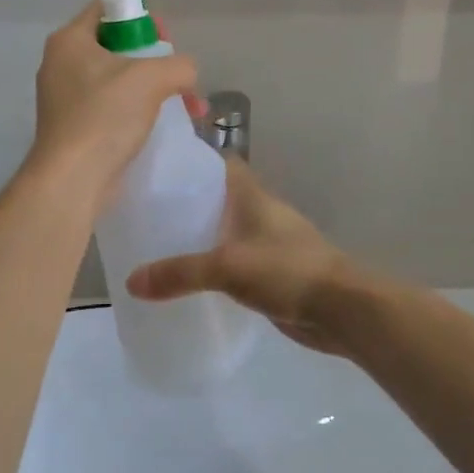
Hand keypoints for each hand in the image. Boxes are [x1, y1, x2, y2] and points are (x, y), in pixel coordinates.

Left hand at [28, 1, 198, 203]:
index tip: (165, 38)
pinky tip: (161, 124)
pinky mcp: (73, 126)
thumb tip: (186, 74)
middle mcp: (61, 62)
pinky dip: (136, 109)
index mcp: (69, 39)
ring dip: (150, 86)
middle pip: (115, 43)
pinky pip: (110, 105)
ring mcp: (64, 96)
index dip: (141, 15)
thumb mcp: (152, 78)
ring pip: (116, 77)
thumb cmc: (106, 116)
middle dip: (153, 56)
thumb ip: (179, 65)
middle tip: (175, 73)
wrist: (73, 180)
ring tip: (183, 104)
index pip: (107, 7)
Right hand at [127, 159, 372, 355]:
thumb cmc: (287, 270)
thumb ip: (180, 272)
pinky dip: (217, 268)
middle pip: (221, 199)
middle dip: (190, 204)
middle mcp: (261, 214)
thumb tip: (132, 281)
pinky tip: (192, 282)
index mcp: (253, 196)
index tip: (161, 169)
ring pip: (228, 233)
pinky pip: (237, 263)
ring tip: (161, 247)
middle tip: (150, 214)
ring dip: (203, 238)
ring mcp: (270, 244)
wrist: (341, 310)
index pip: (222, 164)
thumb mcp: (227, 266)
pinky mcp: (273, 274)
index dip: (194, 162)